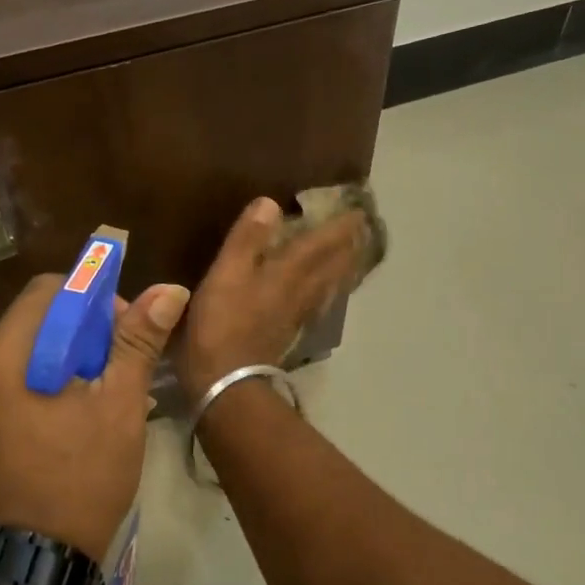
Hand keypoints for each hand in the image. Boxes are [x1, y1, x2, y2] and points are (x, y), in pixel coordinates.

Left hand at [0, 274, 189, 559]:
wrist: (30, 565)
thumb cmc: (79, 479)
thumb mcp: (118, 406)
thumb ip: (138, 341)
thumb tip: (170, 289)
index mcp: (2, 355)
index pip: (50, 290)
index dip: (94, 298)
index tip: (125, 332)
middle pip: (38, 318)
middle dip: (86, 331)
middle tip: (122, 367)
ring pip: (28, 350)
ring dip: (70, 357)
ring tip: (108, 393)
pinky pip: (15, 379)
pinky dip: (49, 380)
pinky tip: (80, 412)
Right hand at [175, 197, 368, 402]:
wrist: (227, 381)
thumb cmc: (222, 323)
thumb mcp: (227, 273)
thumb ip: (247, 238)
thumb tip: (270, 202)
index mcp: (288, 273)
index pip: (322, 244)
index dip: (340, 227)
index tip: (357, 211)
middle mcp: (301, 292)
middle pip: (333, 266)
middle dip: (348, 246)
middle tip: (361, 231)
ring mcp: (297, 316)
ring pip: (329, 286)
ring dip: (342, 268)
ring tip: (351, 256)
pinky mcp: (288, 334)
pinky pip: (318, 304)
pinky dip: (326, 291)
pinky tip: (322, 294)